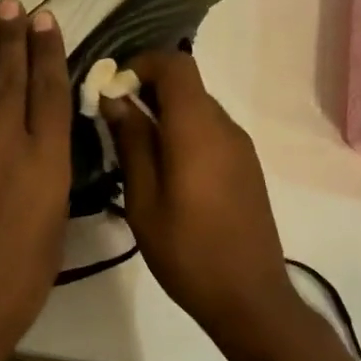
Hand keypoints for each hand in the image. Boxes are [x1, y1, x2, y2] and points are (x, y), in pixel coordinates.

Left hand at [0, 0, 72, 360]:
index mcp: (47, 160)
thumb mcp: (54, 223)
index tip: (47, 20)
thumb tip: (42, 141)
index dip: (48, 50)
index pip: (50, 89)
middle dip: (15, 36)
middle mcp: (5, 139)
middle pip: (10, 75)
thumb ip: (49, 173)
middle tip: (16, 4)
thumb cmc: (19, 280)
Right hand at [103, 49, 300, 347]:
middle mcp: (225, 127)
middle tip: (112, 121)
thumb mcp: (144, 199)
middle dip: (147, 90)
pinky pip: (210, 132)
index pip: (175, 65)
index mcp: (198, 130)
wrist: (248, 297)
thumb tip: (115, 100)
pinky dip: (183, 132)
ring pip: (198, 109)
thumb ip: (131, 143)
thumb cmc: (186, 251)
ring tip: (133, 148)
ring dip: (164, 113)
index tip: (112, 88)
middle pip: (187, 85)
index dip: (141, 64)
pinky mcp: (247, 167)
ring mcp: (241, 147)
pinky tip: (164, 169)